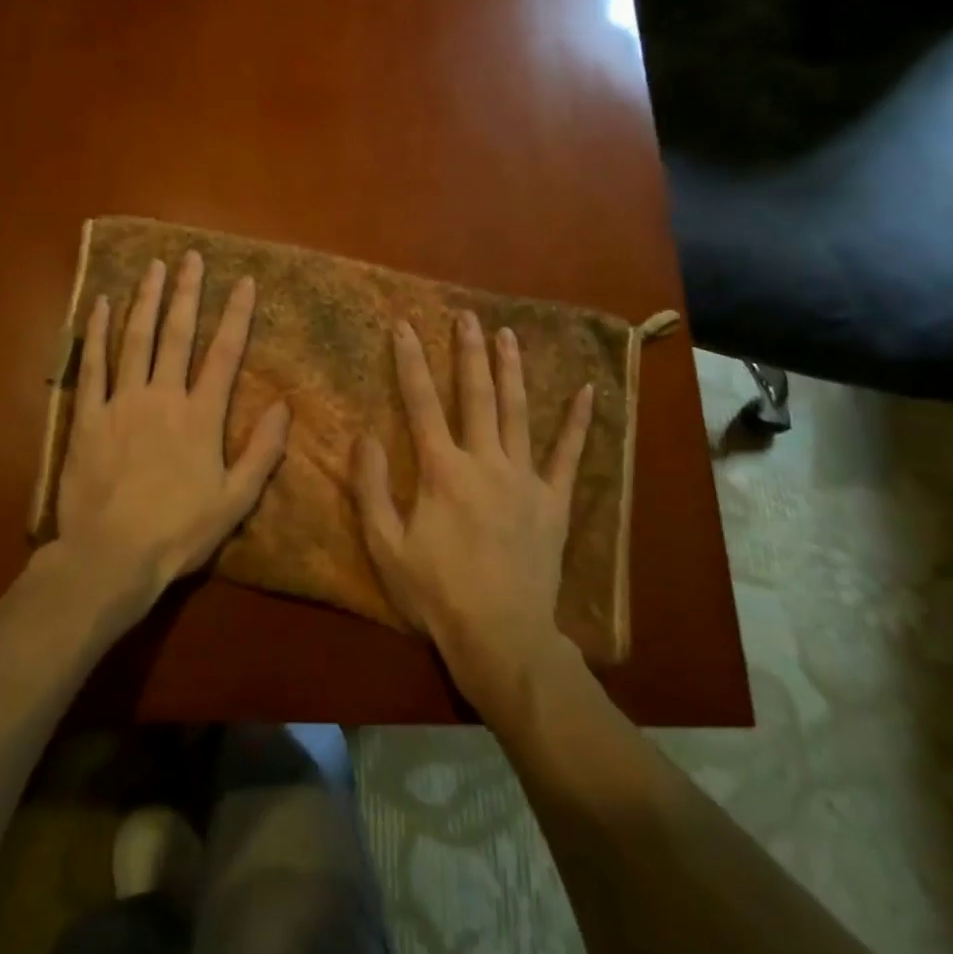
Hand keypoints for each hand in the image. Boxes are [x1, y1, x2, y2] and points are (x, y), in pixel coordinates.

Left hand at [53, 251, 290, 613]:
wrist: (110, 556)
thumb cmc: (178, 532)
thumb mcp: (236, 500)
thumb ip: (263, 451)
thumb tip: (286, 405)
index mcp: (201, 416)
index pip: (224, 354)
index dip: (237, 315)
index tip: (244, 281)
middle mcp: (162, 396)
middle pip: (177, 334)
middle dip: (187, 292)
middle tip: (191, 257)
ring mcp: (122, 402)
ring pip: (135, 339)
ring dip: (145, 299)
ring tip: (153, 267)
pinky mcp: (88, 416)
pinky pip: (92, 365)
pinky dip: (95, 332)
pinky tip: (98, 304)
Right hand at [351, 310, 591, 695]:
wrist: (501, 638)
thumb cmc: (436, 593)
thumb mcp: (385, 546)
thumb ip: (370, 488)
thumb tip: (365, 435)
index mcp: (442, 470)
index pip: (422, 402)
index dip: (410, 361)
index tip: (405, 325)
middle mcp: (485, 461)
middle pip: (476, 395)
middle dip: (468, 351)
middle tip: (467, 315)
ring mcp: (524, 479)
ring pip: (518, 412)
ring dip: (511, 370)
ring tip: (507, 334)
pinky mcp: (553, 502)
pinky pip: (567, 456)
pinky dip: (577, 423)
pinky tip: (588, 392)